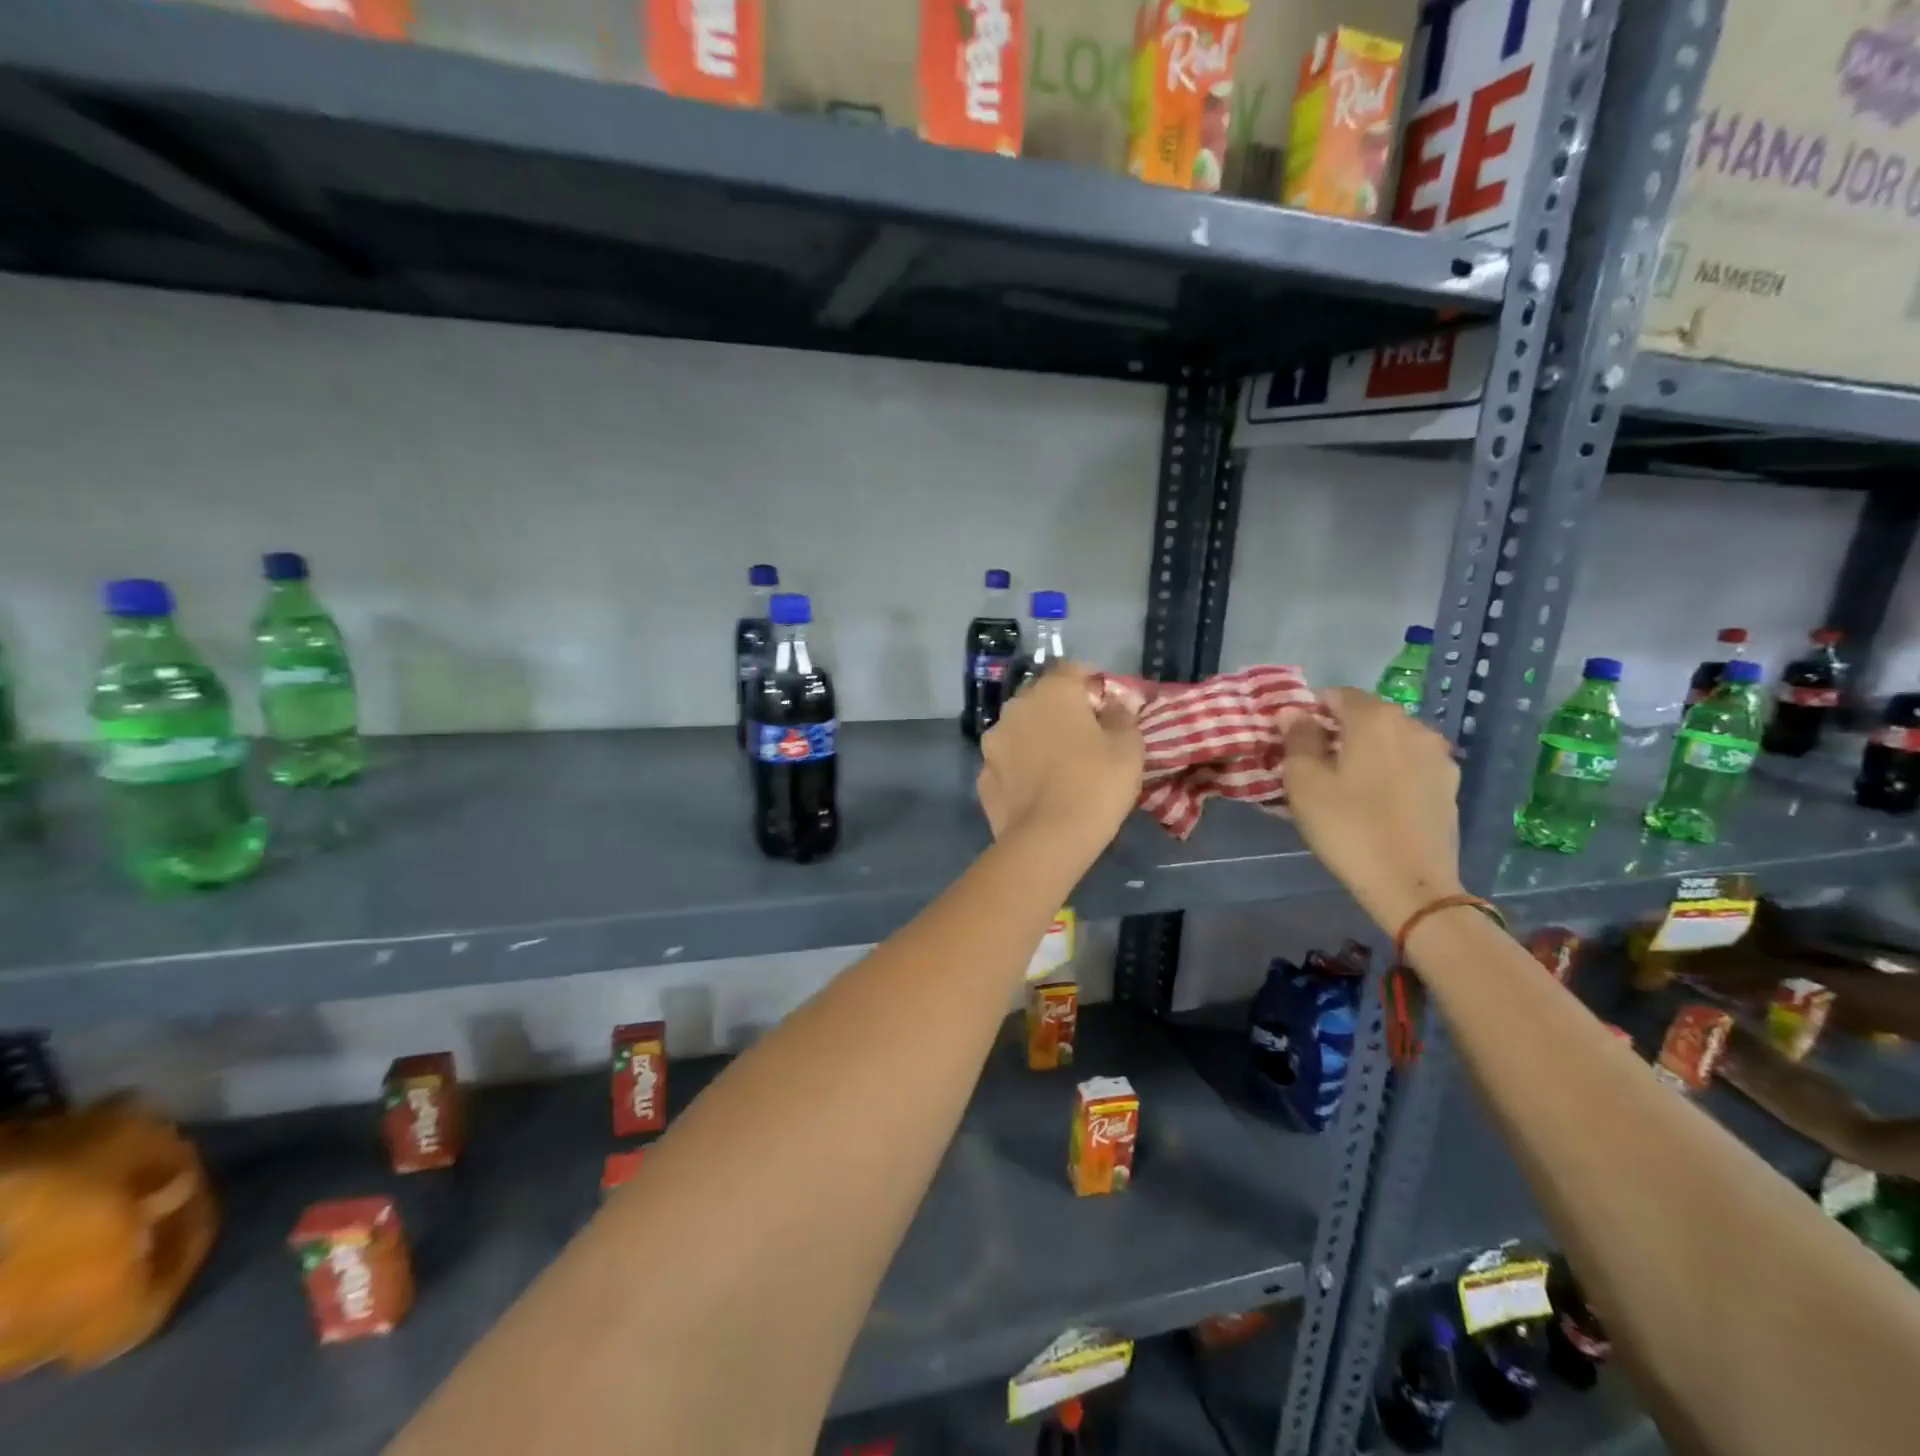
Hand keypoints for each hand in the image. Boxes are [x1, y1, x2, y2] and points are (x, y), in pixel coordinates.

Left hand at [978, 664, 1143, 859]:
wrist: (1048, 841)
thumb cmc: (1096, 784)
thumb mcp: (1128, 747)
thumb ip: (1122, 715)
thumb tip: (1116, 702)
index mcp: (1051, 692)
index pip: (1071, 669)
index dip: (1091, 682)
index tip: (1106, 702)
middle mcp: (1015, 708)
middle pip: (1041, 699)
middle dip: (1061, 710)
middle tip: (1085, 735)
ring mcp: (992, 743)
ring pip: (1019, 730)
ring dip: (1036, 738)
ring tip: (1057, 764)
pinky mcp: (982, 777)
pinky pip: (1007, 763)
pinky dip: (1020, 768)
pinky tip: (1037, 789)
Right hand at [1282, 687, 1464, 933]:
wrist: (1411, 884)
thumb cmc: (1348, 827)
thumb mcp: (1304, 782)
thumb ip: (1297, 739)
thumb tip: (1294, 713)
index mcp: (1376, 719)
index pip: (1336, 695)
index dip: (1311, 712)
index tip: (1293, 741)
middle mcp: (1413, 726)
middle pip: (1366, 717)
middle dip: (1338, 733)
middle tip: (1314, 766)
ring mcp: (1438, 756)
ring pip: (1389, 742)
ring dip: (1365, 754)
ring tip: (1345, 787)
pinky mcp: (1449, 786)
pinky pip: (1408, 766)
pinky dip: (1388, 773)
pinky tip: (1374, 803)